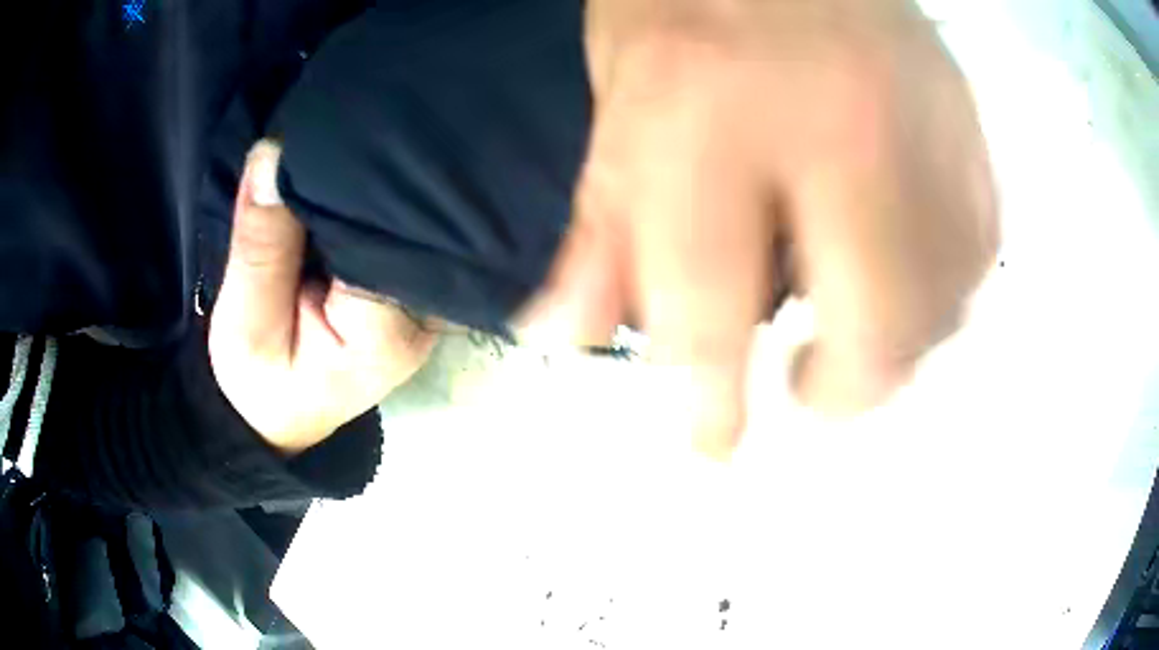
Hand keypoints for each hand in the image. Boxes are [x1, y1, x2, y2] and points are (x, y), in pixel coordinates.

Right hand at [209, 141, 437, 453]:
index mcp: (388, 331)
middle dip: (383, 172)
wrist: (279, 414)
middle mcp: (426, 313)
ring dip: (386, 179)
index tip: (335, 133)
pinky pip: (403, 229)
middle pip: (415, 221)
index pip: (390, 230)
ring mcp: (427, 300)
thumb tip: (274, 153)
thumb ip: (261, 244)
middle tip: (352, 121)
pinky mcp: (411, 288)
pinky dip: (382, 197)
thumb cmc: (261, 381)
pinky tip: (368, 162)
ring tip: (364, 130)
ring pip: (415, 220)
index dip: (365, 178)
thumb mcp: (244, 324)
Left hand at [520, 0, 997, 456]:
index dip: (711, 406)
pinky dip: (950, 289)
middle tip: (807, 384)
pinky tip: (913, 272)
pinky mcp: (969, 120)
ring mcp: (924, 121)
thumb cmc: (676, 6)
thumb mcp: (613, 109)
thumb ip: (598, 236)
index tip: (714, 449)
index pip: (710, 310)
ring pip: (949, 302)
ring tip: (859, 329)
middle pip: (878, 330)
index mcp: (709, 118)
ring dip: (905, 345)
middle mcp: (838, 125)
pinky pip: (983, 247)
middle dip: (845, 392)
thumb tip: (564, 339)